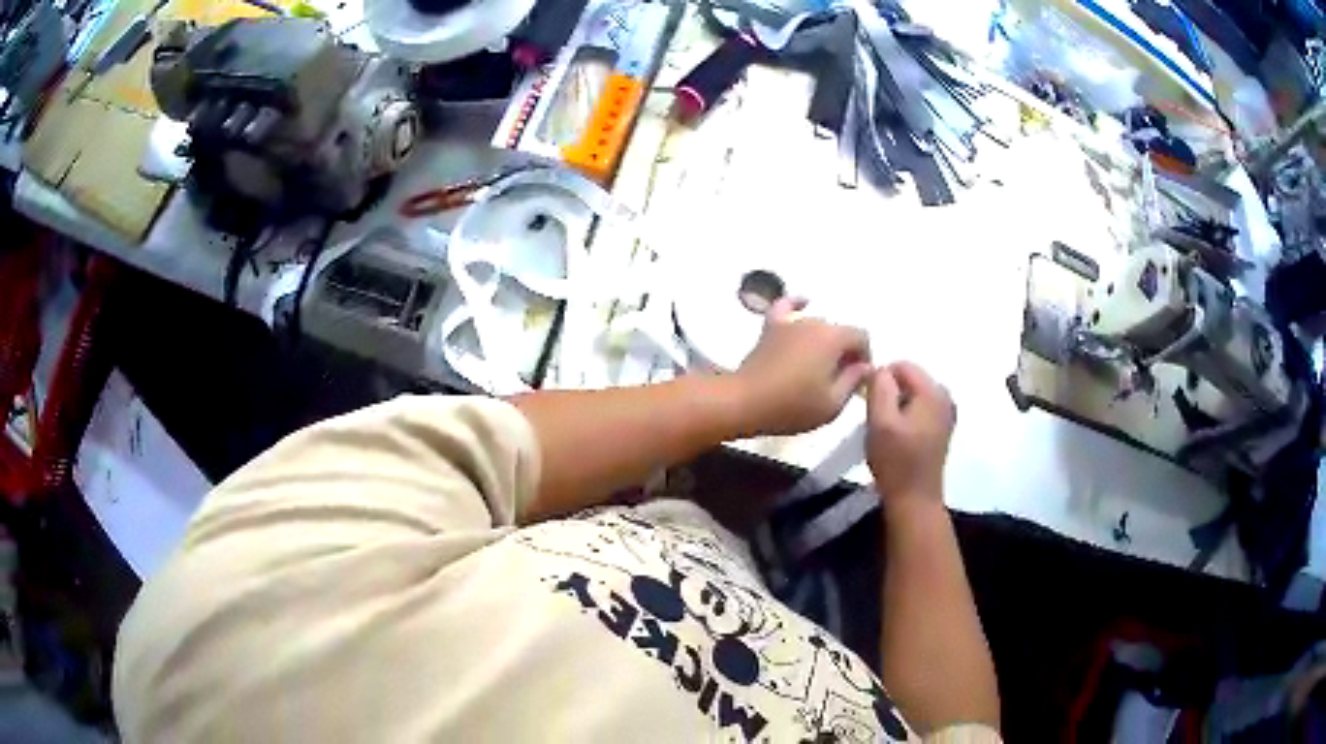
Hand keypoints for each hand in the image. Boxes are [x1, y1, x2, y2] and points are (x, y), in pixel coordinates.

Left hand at [733, 297, 871, 435]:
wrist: (745, 402)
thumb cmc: (793, 406)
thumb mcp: (833, 404)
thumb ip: (854, 381)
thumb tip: (866, 367)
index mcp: (833, 338)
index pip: (861, 337)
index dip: (864, 357)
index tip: (858, 380)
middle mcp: (814, 322)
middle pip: (839, 332)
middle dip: (844, 352)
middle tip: (838, 380)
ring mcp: (790, 322)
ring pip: (817, 325)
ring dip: (823, 342)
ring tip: (818, 367)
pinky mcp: (770, 328)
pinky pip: (786, 307)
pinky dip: (796, 303)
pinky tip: (803, 302)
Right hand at [865, 362, 954, 506]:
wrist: (915, 499)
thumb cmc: (896, 461)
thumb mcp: (880, 421)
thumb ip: (879, 387)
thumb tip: (879, 369)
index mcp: (933, 391)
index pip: (901, 365)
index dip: (880, 379)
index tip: (867, 403)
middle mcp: (945, 396)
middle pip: (909, 378)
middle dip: (890, 392)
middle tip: (876, 419)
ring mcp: (946, 413)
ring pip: (913, 394)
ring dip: (896, 405)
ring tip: (885, 429)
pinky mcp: (942, 428)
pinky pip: (919, 408)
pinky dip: (906, 416)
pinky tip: (898, 436)